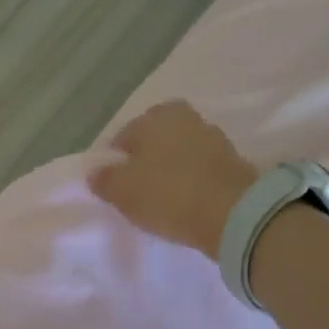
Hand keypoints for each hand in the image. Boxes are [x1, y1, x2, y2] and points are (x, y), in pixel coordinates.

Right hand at [88, 100, 258, 254]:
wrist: (232, 213)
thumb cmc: (168, 195)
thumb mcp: (123, 191)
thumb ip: (104, 179)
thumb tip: (96, 173)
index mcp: (156, 115)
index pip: (122, 138)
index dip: (114, 165)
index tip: (114, 189)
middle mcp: (186, 117)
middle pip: (153, 144)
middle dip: (144, 164)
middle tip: (136, 195)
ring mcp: (213, 137)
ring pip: (177, 155)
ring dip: (168, 173)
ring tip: (161, 202)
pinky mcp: (232, 162)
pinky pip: (199, 171)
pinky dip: (189, 183)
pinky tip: (184, 203)